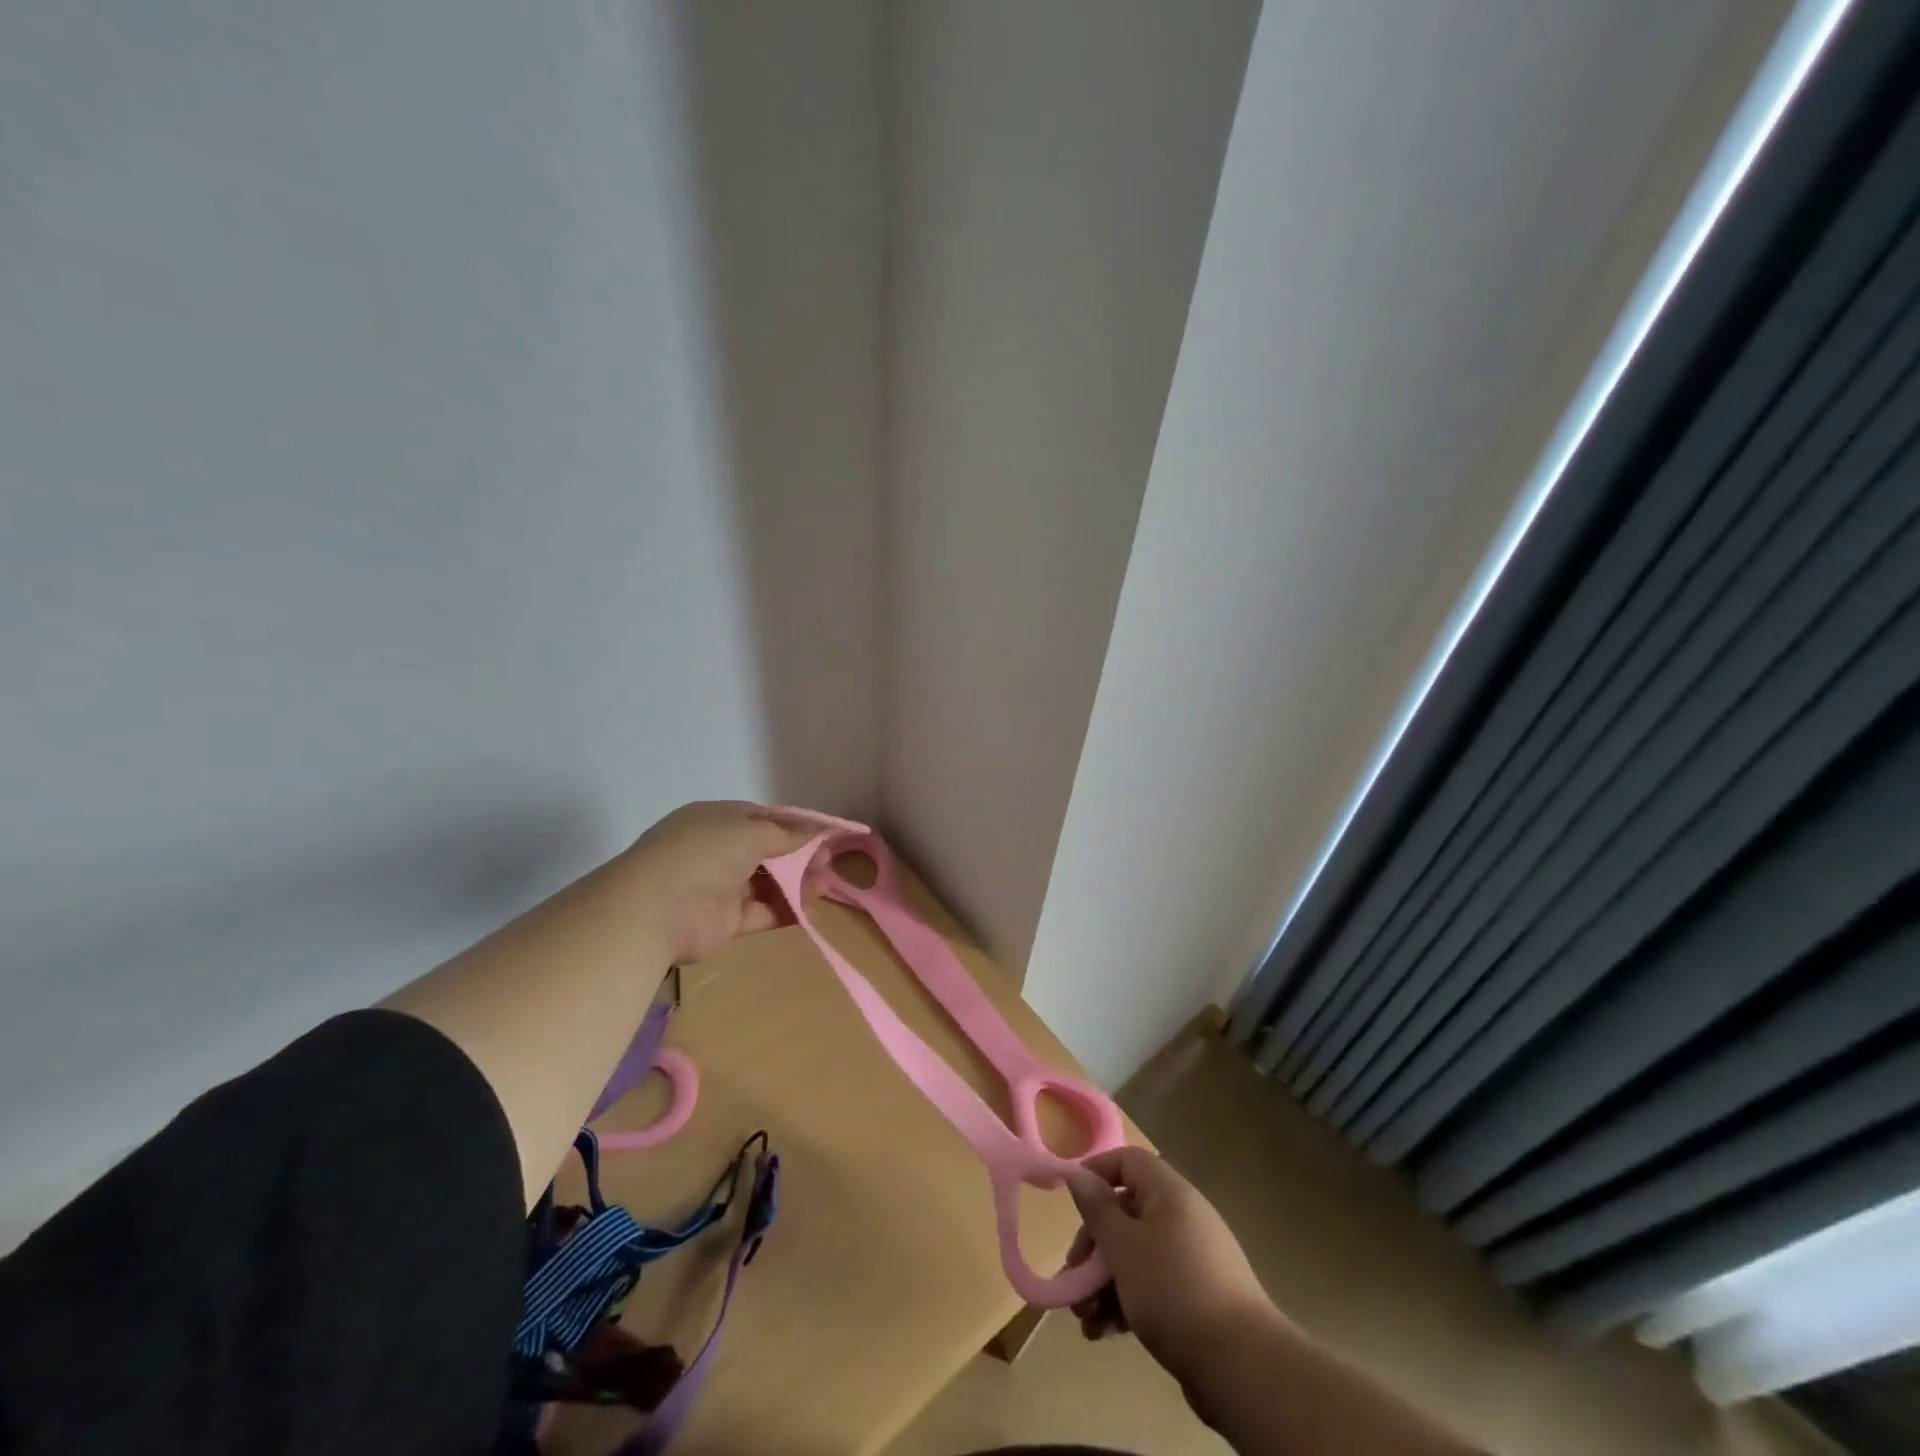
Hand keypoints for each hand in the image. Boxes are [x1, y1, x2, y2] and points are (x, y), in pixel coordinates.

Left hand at [619, 801, 818, 964]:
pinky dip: (784, 910)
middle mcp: (716, 850)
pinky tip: (809, 910)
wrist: (656, 909)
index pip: (761, 818)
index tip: (823, 834)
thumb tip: (816, 829)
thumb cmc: (705, 854)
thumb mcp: (751, 832)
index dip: (793, 825)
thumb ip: (787, 833)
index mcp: (716, 819)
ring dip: (795, 884)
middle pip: (766, 851)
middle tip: (830, 863)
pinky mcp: (723, 921)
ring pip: (765, 883)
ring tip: (826, 886)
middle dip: (799, 856)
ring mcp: (718, 886)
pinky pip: (760, 912)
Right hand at [1064, 1146, 1274, 1386]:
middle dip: (1094, 1246)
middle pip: (1126, 1213)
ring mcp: (1192, 1259)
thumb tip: (1076, 1172)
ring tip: (1083, 1319)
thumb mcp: (1123, 1246)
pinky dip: (1126, 1302)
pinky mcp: (1197, 1298)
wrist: (1242, 1367)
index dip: (1095, 1173)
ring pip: (1136, 1255)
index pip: (1127, 1161)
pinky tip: (1104, 1333)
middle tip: (1073, 1278)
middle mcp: (1182, 1217)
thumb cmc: (1172, 1289)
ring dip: (1104, 1282)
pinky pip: (1152, 1286)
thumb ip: (1096, 1209)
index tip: (1069, 1201)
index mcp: (1169, 1193)